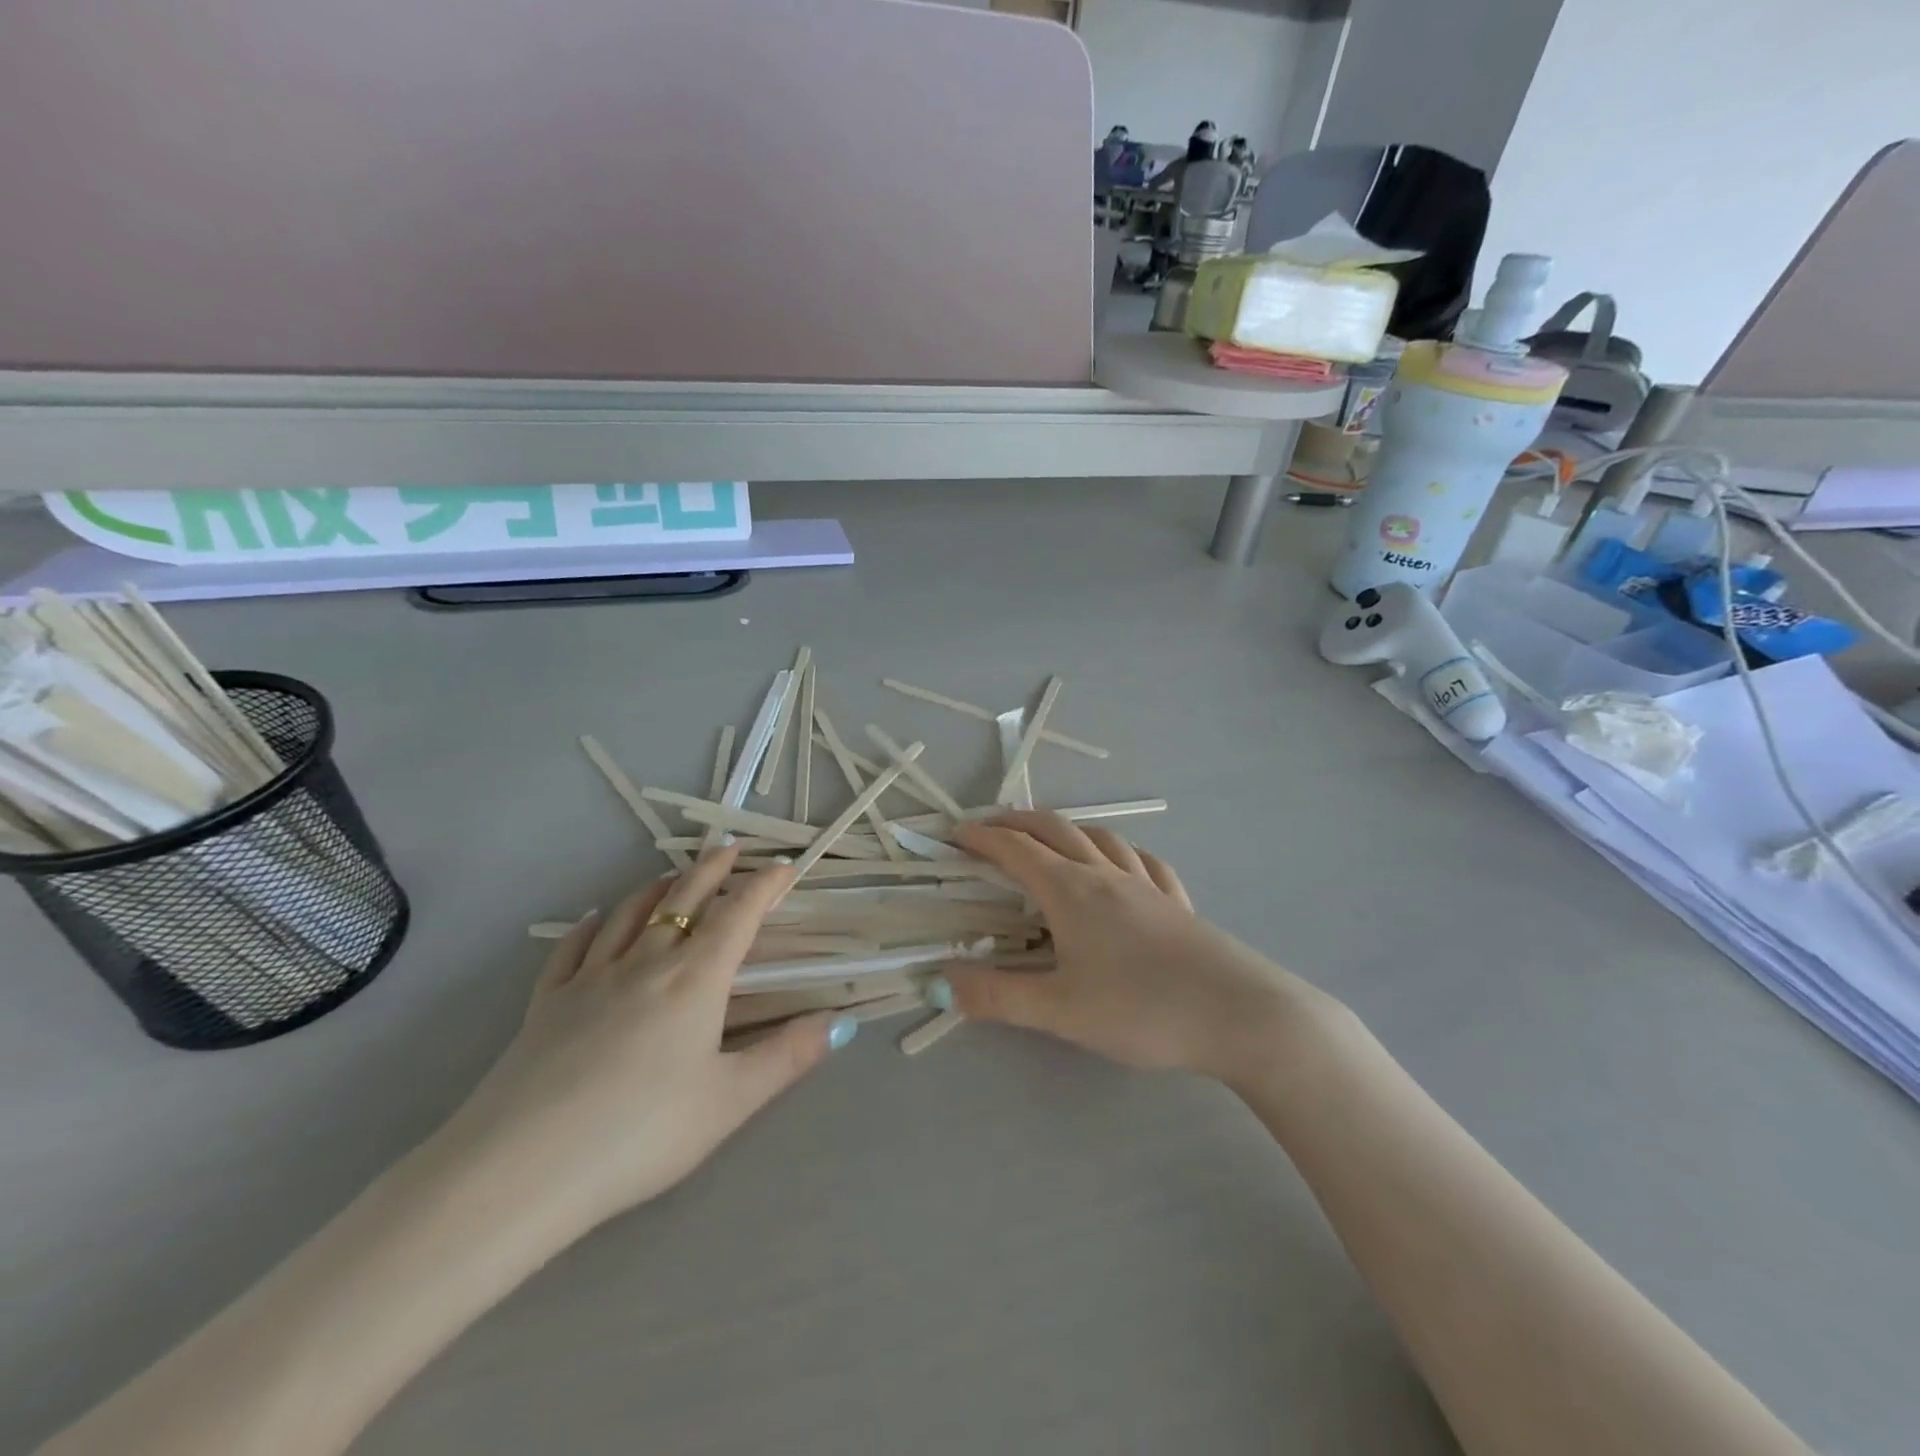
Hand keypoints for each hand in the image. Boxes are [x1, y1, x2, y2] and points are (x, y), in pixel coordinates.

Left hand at [438, 846, 852, 1237]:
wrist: (520, 1170)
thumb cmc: (640, 1134)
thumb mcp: (729, 1102)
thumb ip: (787, 1057)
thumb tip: (841, 1024)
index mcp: (695, 980)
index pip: (739, 915)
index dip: (765, 886)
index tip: (784, 866)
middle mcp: (646, 963)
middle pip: (684, 899)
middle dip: (712, 870)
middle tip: (730, 850)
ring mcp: (591, 978)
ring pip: (631, 913)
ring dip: (659, 887)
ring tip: (675, 876)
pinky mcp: (547, 1002)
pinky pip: (574, 947)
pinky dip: (594, 924)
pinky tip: (598, 919)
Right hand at [945, 812, 1312, 1083]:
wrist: (1239, 1015)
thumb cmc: (1142, 1010)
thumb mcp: (1060, 1012)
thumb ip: (997, 997)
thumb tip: (941, 982)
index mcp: (1071, 891)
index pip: (1015, 849)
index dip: (981, 838)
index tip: (955, 834)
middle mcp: (1106, 875)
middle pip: (1055, 829)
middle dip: (1017, 822)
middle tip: (989, 828)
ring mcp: (1147, 884)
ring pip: (1100, 837)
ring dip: (1066, 829)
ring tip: (1050, 840)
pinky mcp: (1177, 903)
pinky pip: (1142, 861)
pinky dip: (1118, 852)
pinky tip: (1122, 864)